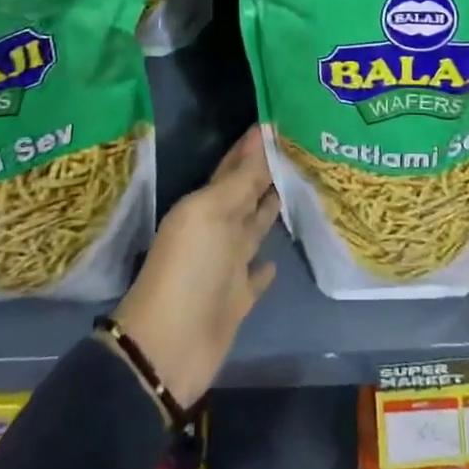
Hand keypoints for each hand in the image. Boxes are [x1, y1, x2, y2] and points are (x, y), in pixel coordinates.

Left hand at [109, 127, 279, 407]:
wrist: (168, 347)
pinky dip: (267, 266)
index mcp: (206, 205)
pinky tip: (280, 258)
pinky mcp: (238, 298)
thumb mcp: (210, 214)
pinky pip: (257, 275)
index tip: (279, 121)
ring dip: (271, 210)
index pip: (235, 167)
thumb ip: (239, 180)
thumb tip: (260, 136)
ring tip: (298, 187)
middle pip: (247, 194)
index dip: (253, 146)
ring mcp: (228, 265)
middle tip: (300, 147)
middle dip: (268, 172)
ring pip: (255, 228)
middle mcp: (218, 229)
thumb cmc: (188, 270)